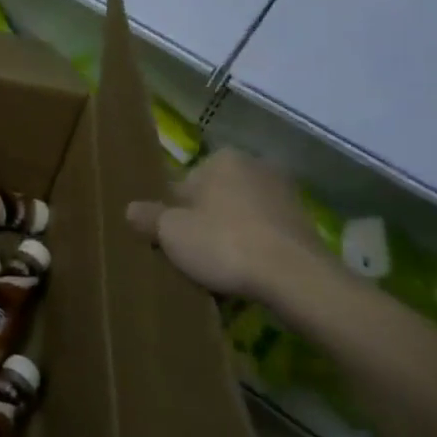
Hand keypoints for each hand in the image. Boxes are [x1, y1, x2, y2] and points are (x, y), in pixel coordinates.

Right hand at [126, 147, 323, 299]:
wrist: (295, 277)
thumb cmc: (224, 243)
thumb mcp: (171, 232)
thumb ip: (149, 217)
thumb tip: (131, 209)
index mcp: (222, 159)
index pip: (184, 184)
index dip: (173, 213)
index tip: (169, 239)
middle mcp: (255, 166)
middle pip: (214, 198)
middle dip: (204, 222)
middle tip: (192, 255)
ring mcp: (285, 195)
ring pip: (241, 216)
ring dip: (230, 236)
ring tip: (219, 269)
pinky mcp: (304, 225)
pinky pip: (265, 234)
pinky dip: (255, 249)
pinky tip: (246, 273)